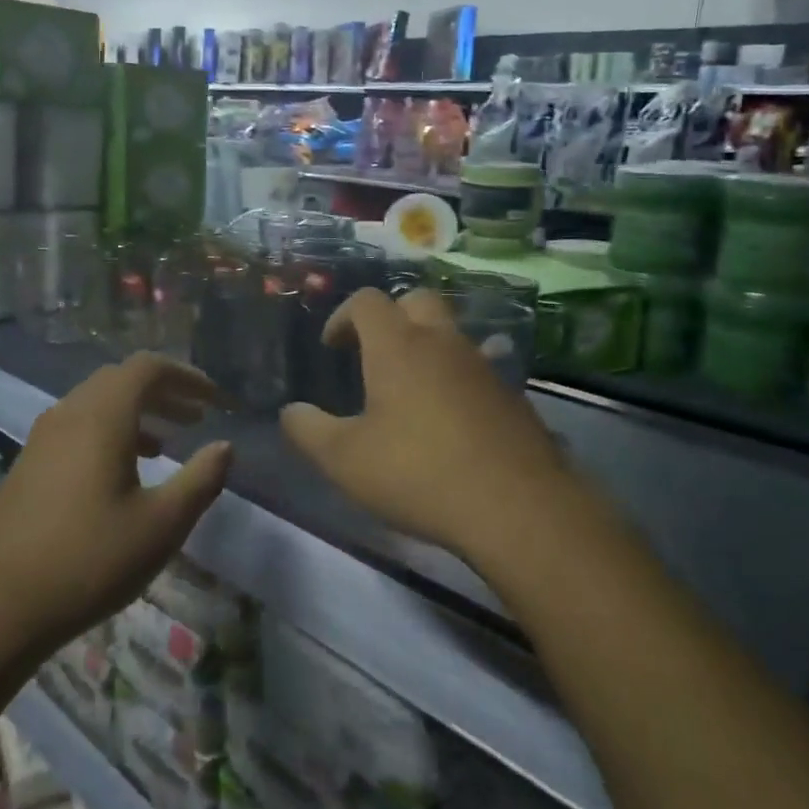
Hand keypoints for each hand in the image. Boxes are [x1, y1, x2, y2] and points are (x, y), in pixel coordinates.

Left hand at [0, 353, 231, 659]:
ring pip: (97, 404)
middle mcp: (69, 414)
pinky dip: (110, 432)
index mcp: (101, 417)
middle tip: (196, 418)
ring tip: (167, 445)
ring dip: (137, 413)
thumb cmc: (91, 560)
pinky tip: (123, 472)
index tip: (214, 400)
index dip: (186, 376)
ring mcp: (42, 438)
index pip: (147, 368)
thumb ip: (200, 479)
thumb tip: (224, 447)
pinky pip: (78, 427)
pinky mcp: (29, 464)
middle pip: (121, 380)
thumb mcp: (162, 524)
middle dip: (164, 392)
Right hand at [280, 288, 578, 560]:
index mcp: (398, 346)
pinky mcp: (511, 394)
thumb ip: (308, 430)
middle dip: (389, 318)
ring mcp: (483, 366)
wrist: (516, 506)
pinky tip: (447, 420)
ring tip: (407, 390)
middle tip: (371, 355)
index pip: (366, 301)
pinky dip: (454, 377)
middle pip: (415, 301)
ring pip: (450, 333)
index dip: (342, 316)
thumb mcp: (344, 460)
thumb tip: (291, 412)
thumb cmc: (418, 473)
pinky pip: (475, 367)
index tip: (331, 348)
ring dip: (425, 346)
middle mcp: (443, 343)